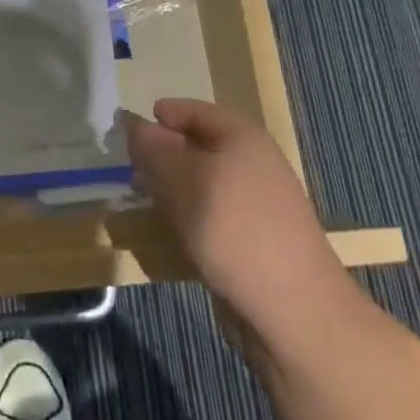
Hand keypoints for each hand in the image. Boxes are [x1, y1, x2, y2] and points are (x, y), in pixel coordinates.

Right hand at [125, 99, 352, 336]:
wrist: (293, 309)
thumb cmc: (232, 229)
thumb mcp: (181, 179)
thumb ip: (152, 148)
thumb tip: (132, 123)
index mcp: (242, 136)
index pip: (193, 110)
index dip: (160, 117)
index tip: (126, 133)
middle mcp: (253, 162)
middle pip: (197, 146)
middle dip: (162, 156)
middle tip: (129, 169)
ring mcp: (257, 203)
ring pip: (202, 183)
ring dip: (172, 190)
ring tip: (144, 202)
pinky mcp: (255, 238)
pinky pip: (213, 214)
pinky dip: (189, 217)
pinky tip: (172, 233)